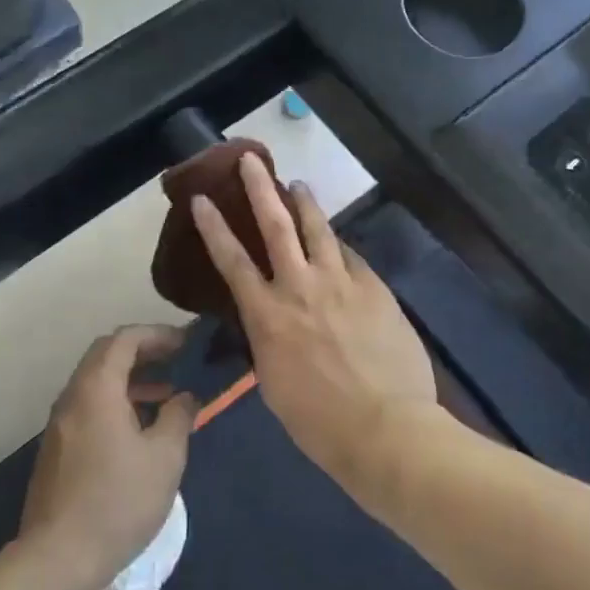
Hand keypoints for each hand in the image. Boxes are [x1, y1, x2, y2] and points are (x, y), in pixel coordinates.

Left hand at [19, 326, 197, 589]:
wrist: (57, 558)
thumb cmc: (118, 501)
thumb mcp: (164, 458)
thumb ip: (178, 417)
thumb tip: (185, 398)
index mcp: (97, 387)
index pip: (125, 339)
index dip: (157, 334)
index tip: (186, 342)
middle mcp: (73, 396)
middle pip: (106, 354)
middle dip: (143, 351)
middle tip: (175, 359)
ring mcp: (59, 423)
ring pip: (96, 382)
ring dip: (130, 378)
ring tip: (165, 394)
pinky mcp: (56, 449)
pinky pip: (88, 406)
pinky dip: (115, 401)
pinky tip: (138, 429)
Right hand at [191, 155, 435, 485]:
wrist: (387, 429)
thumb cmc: (320, 422)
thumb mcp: (275, 383)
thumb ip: (269, 339)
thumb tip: (272, 319)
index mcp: (268, 316)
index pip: (232, 261)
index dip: (214, 227)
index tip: (202, 199)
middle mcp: (300, 288)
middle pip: (276, 226)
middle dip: (260, 189)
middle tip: (251, 160)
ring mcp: (341, 283)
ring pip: (319, 229)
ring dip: (305, 203)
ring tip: (297, 184)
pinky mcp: (374, 288)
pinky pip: (352, 258)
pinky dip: (340, 246)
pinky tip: (339, 242)